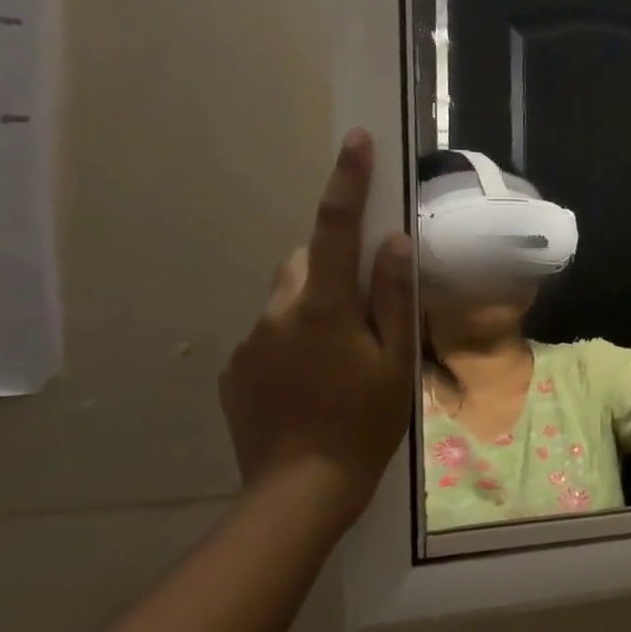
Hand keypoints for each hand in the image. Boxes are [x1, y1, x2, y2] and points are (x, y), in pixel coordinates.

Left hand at [219, 130, 415, 519]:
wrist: (298, 491)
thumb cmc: (364, 423)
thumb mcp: (395, 361)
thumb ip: (393, 297)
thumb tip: (395, 241)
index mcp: (323, 307)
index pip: (336, 228)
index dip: (347, 181)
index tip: (356, 139)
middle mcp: (277, 312)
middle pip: (306, 263)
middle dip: (333, 268)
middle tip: (365, 314)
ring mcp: (249, 341)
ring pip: (288, 300)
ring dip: (315, 310)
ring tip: (340, 360)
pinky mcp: (235, 369)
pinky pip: (270, 334)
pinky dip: (294, 341)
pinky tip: (311, 384)